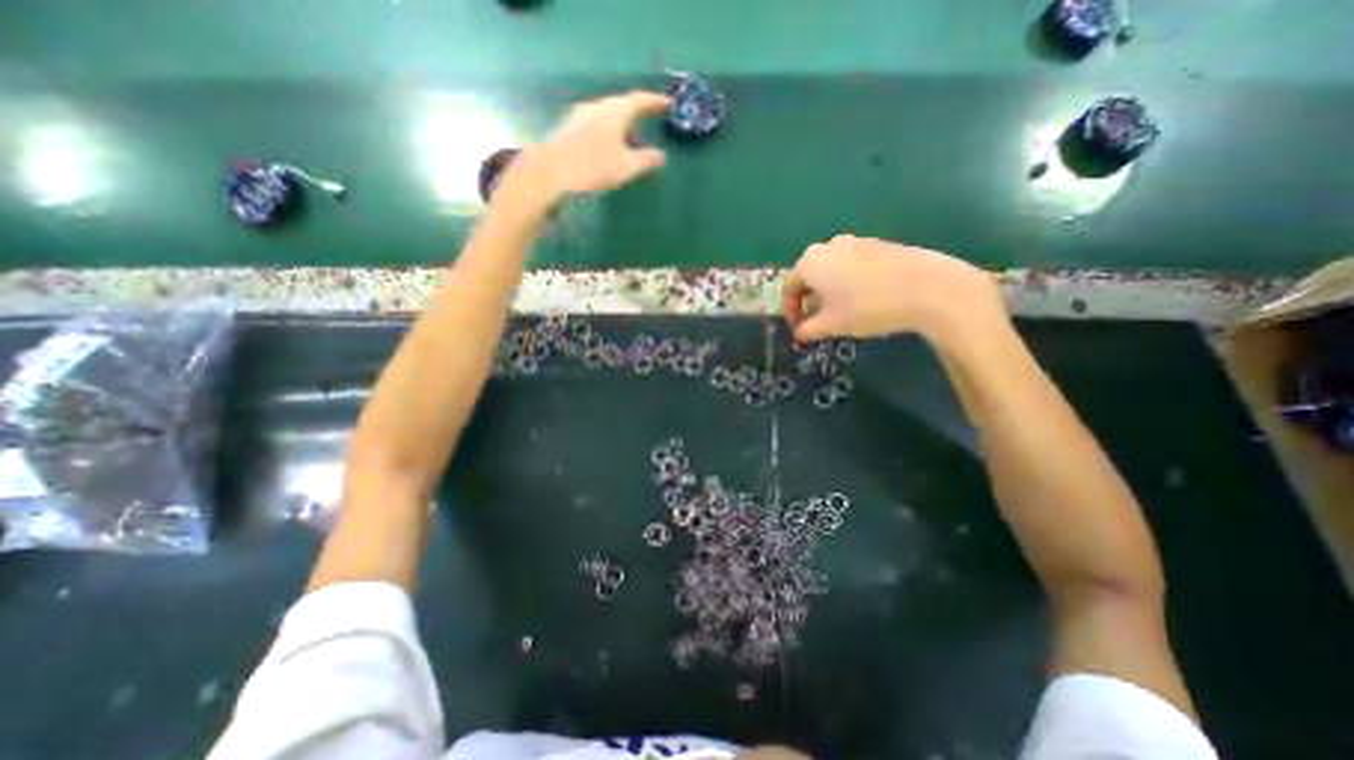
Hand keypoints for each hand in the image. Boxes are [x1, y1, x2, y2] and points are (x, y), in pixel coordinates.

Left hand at [529, 89, 677, 196]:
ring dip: (622, 120)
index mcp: (615, 111)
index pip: (640, 100)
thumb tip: (661, 155)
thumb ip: (645, 160)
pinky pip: (596, 121)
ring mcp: (580, 114)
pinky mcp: (569, 126)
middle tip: (650, 116)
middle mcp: (598, 106)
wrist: (550, 172)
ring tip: (631, 132)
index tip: (668, 103)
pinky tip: (608, 142)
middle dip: (637, 110)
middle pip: (622, 103)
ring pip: (607, 112)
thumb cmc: (592, 167)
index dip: (655, 101)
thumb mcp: (625, 168)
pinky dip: (608, 128)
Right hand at [785, 234, 1003, 343]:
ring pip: (831, 269)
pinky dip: (848, 281)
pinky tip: (864, 298)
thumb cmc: (866, 307)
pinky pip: (852, 264)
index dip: (791, 312)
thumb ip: (807, 330)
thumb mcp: (831, 325)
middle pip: (809, 276)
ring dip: (829, 291)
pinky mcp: (877, 244)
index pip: (789, 288)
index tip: (799, 330)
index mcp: (809, 262)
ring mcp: (855, 241)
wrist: (925, 287)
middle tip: (818, 321)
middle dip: (809, 300)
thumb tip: (799, 335)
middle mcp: (827, 246)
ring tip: (841, 311)